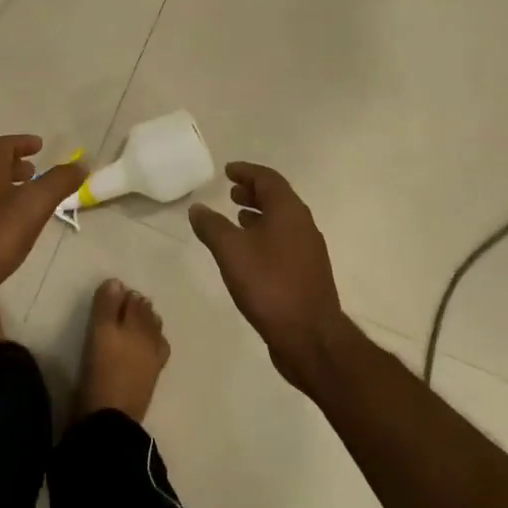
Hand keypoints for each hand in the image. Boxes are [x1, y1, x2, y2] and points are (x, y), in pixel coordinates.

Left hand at [0, 135, 86, 301]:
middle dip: (15, 166)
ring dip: (7, 190)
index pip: (2, 146)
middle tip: (35, 172)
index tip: (40, 145)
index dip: (22, 142)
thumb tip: (81, 163)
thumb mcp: (33, 206)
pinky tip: (11, 232)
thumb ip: (58, 182)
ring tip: (28, 203)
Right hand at [189, 162, 352, 389]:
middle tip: (231, 192)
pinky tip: (250, 252)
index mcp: (289, 211)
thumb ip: (212, 226)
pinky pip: (284, 241)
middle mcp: (303, 225)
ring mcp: (309, 250)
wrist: (309, 336)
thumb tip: (198, 207)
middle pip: (278, 198)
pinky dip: (265, 235)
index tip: (228, 170)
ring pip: (282, 221)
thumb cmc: (269, 285)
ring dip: (259, 214)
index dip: (246, 172)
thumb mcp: (231, 251)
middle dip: (253, 192)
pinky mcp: (307, 273)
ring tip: (236, 218)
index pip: (268, 179)